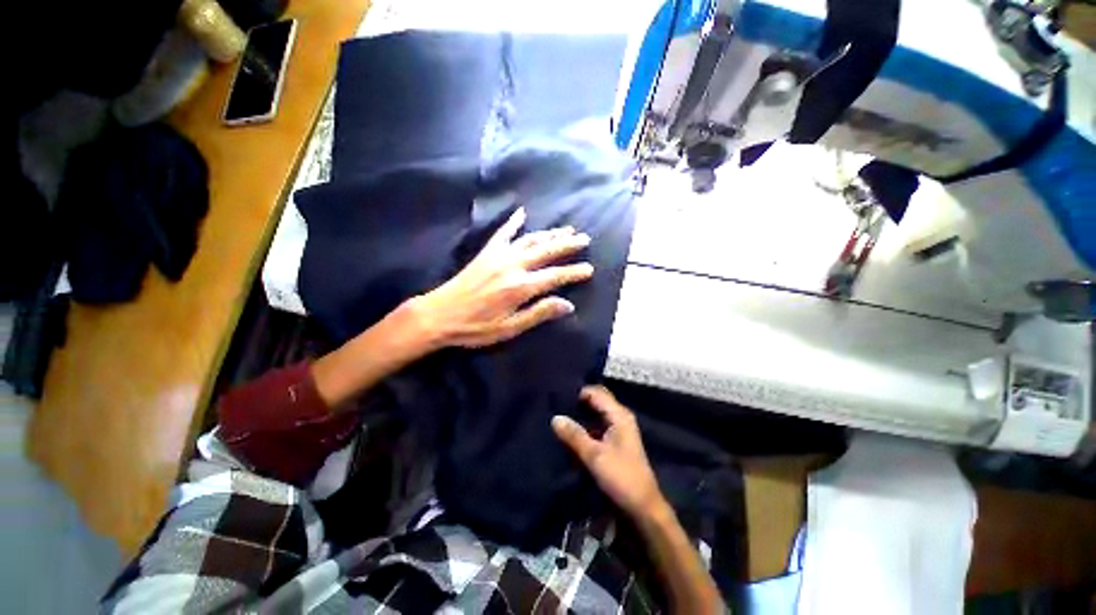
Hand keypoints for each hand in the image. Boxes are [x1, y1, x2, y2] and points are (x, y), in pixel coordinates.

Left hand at [410, 207, 592, 348]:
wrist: (439, 315)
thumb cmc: (476, 327)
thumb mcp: (510, 328)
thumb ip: (539, 313)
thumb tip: (568, 305)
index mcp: (520, 287)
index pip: (555, 276)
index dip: (574, 272)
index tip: (589, 269)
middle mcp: (513, 266)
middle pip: (546, 251)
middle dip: (567, 245)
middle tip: (584, 239)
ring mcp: (499, 256)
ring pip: (530, 239)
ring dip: (550, 233)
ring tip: (566, 229)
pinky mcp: (486, 252)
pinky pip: (502, 233)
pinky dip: (513, 222)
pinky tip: (522, 212)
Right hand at [553, 385, 665, 518]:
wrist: (642, 508)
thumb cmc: (621, 477)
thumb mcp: (594, 455)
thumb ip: (574, 435)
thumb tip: (555, 417)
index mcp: (619, 415)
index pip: (596, 392)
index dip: (578, 392)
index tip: (558, 396)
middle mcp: (619, 418)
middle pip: (596, 401)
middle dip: (578, 402)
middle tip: (556, 404)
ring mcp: (617, 430)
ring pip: (595, 415)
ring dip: (580, 416)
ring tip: (558, 416)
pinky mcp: (614, 443)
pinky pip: (596, 427)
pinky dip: (584, 428)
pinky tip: (569, 432)